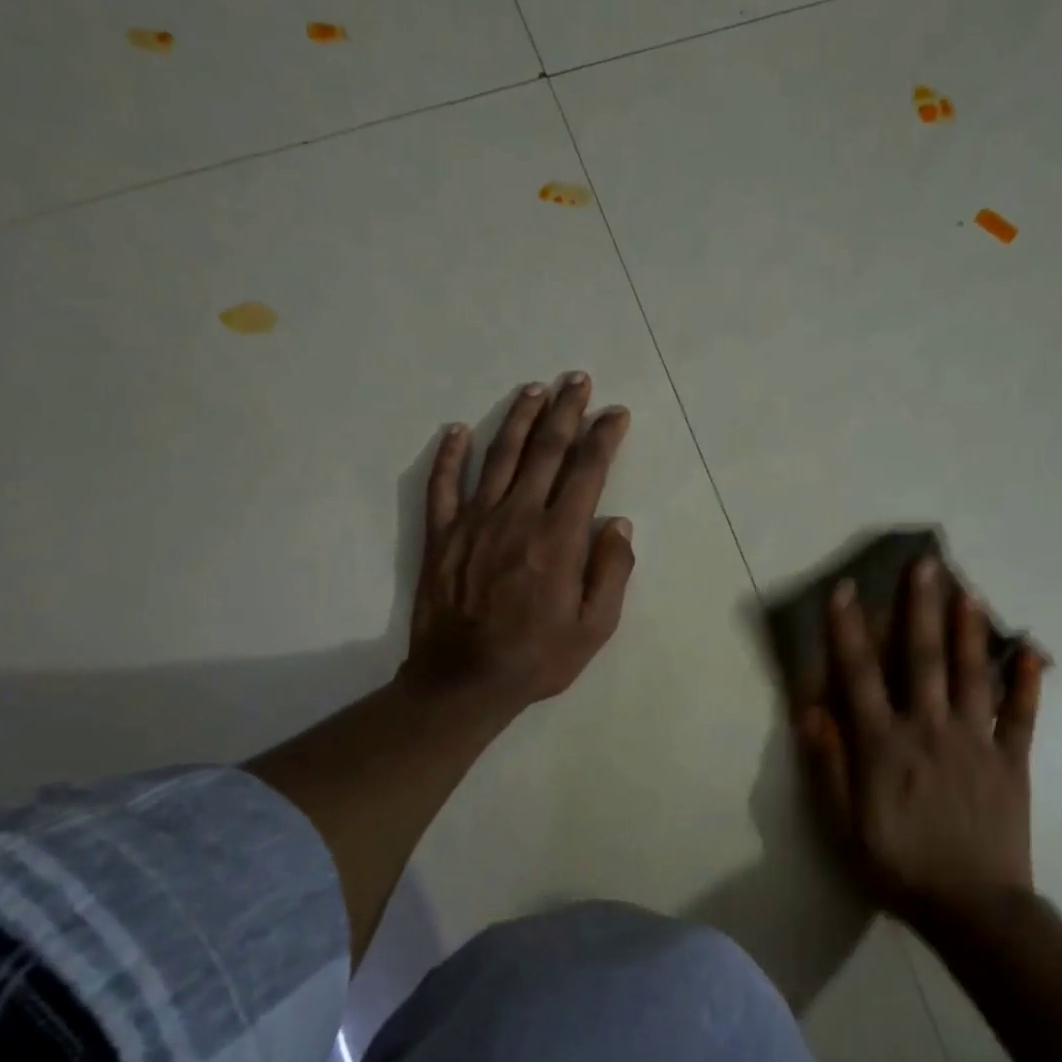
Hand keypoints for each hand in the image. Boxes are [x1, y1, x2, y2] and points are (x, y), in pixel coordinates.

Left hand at [402, 373, 634, 718]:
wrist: (464, 681)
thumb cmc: (537, 658)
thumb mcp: (595, 627)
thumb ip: (612, 572)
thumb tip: (619, 523)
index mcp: (560, 537)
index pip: (587, 471)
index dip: (603, 437)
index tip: (615, 413)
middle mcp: (518, 516)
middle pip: (545, 450)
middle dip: (565, 410)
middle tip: (577, 380)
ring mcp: (475, 521)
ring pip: (499, 456)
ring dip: (518, 419)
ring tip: (534, 389)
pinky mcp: (442, 535)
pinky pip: (443, 484)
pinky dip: (450, 454)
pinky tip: (459, 429)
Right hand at [796, 557, 1045, 918]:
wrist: (973, 909)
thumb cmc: (898, 865)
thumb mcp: (843, 824)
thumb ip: (829, 764)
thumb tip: (811, 710)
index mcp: (884, 744)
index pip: (860, 675)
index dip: (849, 630)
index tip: (846, 589)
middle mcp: (929, 729)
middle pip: (923, 658)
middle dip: (920, 608)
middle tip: (926, 563)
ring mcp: (976, 741)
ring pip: (973, 674)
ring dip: (970, 629)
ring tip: (970, 589)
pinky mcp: (1012, 760)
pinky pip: (1022, 715)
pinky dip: (1029, 681)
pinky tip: (1033, 649)